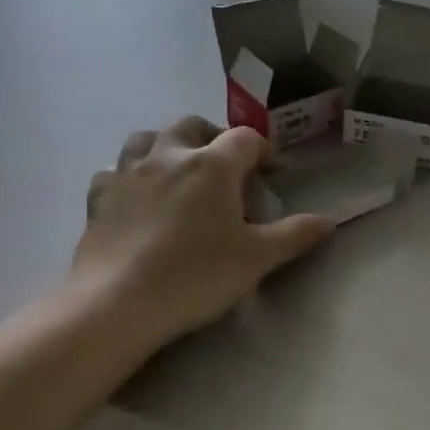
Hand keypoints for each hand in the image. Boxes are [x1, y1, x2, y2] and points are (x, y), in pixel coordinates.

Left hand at [67, 116, 332, 354]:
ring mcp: (128, 173)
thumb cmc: (195, 276)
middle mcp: (169, 155)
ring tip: (178, 171)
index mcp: (212, 164)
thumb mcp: (257, 259)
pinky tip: (136, 197)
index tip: (273, 172)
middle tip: (226, 167)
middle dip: (213, 137)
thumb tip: (330, 220)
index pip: (246, 138)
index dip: (264, 151)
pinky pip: (114, 171)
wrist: (117, 304)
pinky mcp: (99, 197)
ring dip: (167, 146)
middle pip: (193, 125)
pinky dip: (129, 176)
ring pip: (147, 138)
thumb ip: (295, 235)